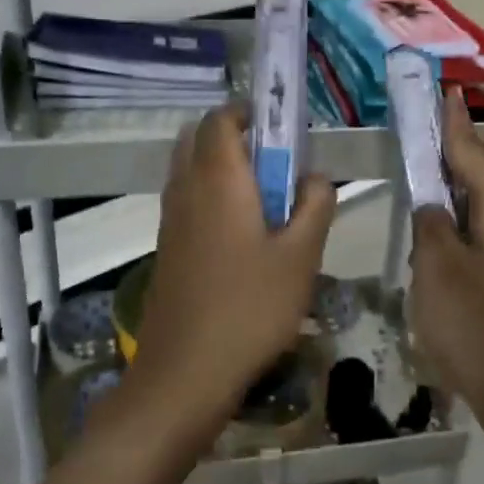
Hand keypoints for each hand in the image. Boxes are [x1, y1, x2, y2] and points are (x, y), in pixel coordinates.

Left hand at [134, 107, 335, 426]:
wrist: (186, 371)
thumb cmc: (250, 307)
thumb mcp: (302, 255)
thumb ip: (316, 205)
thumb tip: (315, 177)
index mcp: (218, 178)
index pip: (220, 118)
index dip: (249, 112)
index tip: (283, 129)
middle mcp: (186, 188)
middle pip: (199, 138)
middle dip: (235, 138)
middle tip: (276, 164)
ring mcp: (170, 219)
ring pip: (191, 170)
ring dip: (223, 168)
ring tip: (267, 202)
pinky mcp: (167, 247)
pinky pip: (187, 200)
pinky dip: (211, 196)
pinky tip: (244, 237)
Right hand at [409, 92, 483, 436]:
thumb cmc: (477, 324)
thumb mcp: (437, 267)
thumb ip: (430, 222)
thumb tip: (432, 201)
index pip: (475, 152)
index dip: (455, 124)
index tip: (446, 93)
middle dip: (483, 150)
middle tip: (441, 159)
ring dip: (480, 185)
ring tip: (435, 201)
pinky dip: (481, 217)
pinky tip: (448, 242)